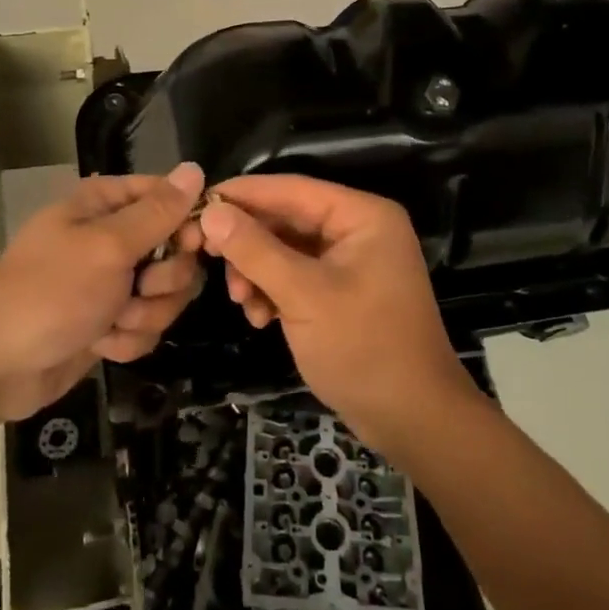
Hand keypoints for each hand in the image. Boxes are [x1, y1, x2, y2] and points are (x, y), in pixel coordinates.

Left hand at [0, 164, 206, 429]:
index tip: (190, 245)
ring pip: (166, 293)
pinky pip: (147, 325)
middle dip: (164, 279)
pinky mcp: (110, 321)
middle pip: (175, 250)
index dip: (186, 221)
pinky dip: (128, 338)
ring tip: (111, 322)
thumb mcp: (107, 247)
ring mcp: (111, 282)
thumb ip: (158, 212)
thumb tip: (195, 168)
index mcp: (103, 205)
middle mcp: (111, 238)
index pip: (167, 196)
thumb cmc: (49, 294)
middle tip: (140, 289)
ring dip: (144, 314)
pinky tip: (101, 345)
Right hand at [199, 175, 482, 455]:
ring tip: (242, 302)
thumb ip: (255, 250)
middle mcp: (357, 229)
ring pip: (285, 249)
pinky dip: (273, 291)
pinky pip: (296, 276)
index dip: (243, 194)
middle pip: (286, 219)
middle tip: (205, 257)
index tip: (196, 203)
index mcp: (362, 215)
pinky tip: (260, 318)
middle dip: (248, 243)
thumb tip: (211, 212)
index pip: (291, 189)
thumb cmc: (364, 348)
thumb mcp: (304, 295)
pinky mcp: (341, 291)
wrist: (413, 420)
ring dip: (257, 271)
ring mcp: (350, 262)